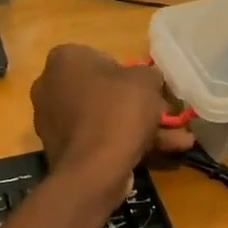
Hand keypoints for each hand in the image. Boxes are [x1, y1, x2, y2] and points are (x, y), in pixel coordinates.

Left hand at [32, 45, 194, 197]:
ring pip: (105, 119)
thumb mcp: (146, 81)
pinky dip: (125, 145)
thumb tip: (149, 80)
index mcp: (64, 60)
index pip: (101, 58)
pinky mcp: (61, 150)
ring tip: (177, 141)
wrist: (94, 169)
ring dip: (139, 128)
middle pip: (103, 92)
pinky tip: (160, 154)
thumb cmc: (118, 111)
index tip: (148, 90)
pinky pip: (98, 140)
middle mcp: (50, 87)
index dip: (129, 74)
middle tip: (164, 115)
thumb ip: (149, 74)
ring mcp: (53, 121)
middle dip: (138, 105)